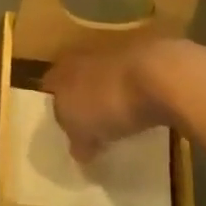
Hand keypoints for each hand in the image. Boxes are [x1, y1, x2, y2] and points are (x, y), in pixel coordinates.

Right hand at [44, 37, 205, 161]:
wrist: (157, 75)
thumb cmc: (107, 101)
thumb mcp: (83, 131)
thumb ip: (77, 141)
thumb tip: (79, 150)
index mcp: (61, 69)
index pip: (48, 88)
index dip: (54, 110)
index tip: (62, 131)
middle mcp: (82, 56)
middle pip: (75, 81)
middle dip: (80, 102)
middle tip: (87, 130)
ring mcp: (113, 55)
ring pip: (102, 80)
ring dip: (106, 98)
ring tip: (115, 126)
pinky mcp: (141, 62)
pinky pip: (128, 84)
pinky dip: (130, 98)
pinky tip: (138, 117)